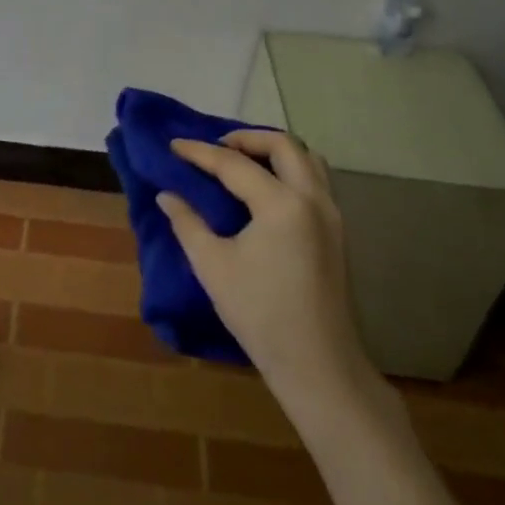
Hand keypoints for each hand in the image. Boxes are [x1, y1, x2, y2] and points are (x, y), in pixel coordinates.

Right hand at [162, 130, 383, 417]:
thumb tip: (168, 195)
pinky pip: (315, 180)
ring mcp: (331, 215)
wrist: (318, 366)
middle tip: (215, 147)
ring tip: (242, 162)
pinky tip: (265, 190)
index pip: (233, 164)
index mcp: (281, 204)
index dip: (199, 152)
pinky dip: (289, 170)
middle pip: (283, 145)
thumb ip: (187, 222)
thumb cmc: (260, 315)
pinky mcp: (337, 232)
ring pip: (306, 159)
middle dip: (246, 138)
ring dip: (273, 151)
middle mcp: (312, 199)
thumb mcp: (213, 266)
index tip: (173, 145)